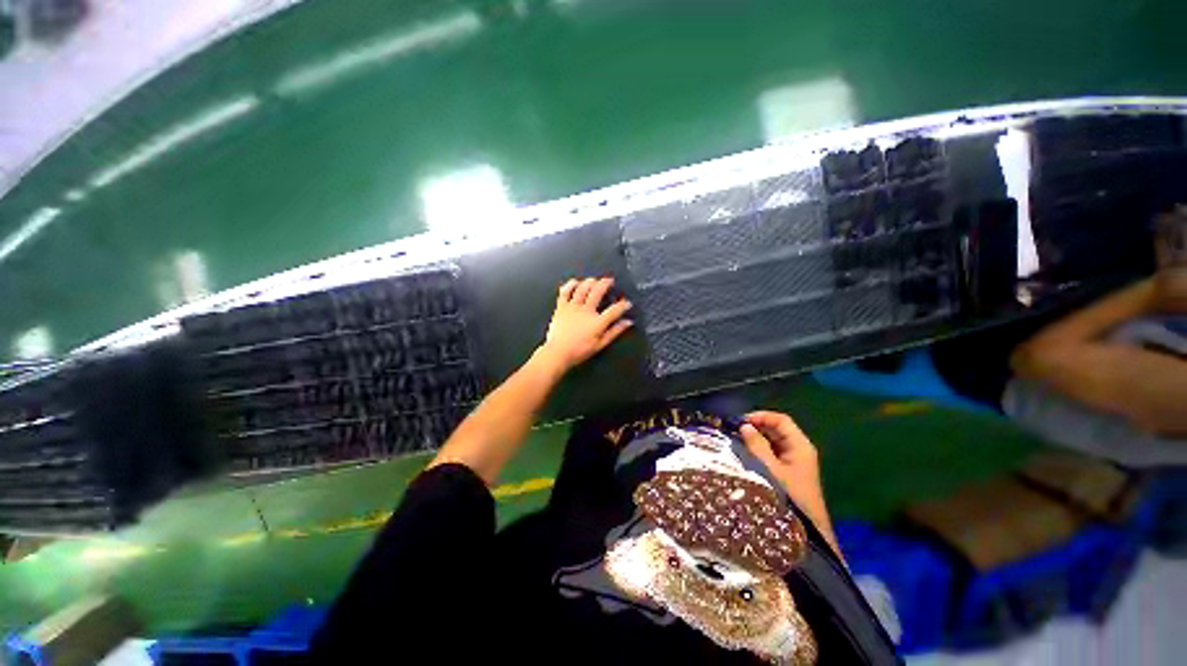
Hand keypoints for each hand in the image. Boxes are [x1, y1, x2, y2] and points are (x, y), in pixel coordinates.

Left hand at [540, 277, 632, 371]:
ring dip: (590, 282)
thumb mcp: (600, 344)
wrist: (557, 353)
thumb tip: (628, 322)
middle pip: (597, 292)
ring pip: (582, 288)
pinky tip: (575, 282)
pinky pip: (565, 291)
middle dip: (605, 284)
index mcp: (597, 323)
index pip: (614, 310)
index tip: (627, 303)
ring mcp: (572, 307)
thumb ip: (614, 332)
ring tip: (595, 280)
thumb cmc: (579, 351)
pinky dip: (570, 285)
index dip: (623, 305)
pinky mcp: (561, 307)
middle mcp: (586, 311)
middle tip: (610, 281)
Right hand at [739, 411, 821, 506]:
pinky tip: (744, 455)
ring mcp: (794, 463)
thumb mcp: (770, 470)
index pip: (781, 420)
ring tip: (735, 441)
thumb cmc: (790, 498)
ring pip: (773, 442)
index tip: (740, 421)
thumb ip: (757, 446)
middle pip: (777, 430)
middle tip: (733, 430)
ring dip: (755, 439)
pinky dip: (758, 451)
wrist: (808, 534)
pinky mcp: (788, 474)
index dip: (761, 416)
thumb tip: (744, 426)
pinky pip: (772, 454)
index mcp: (800, 446)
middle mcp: (798, 451)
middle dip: (756, 427)